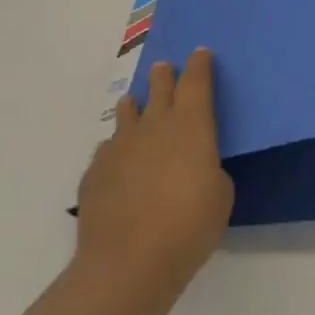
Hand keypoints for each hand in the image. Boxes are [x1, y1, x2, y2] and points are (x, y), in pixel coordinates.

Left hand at [76, 48, 234, 290]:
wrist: (129, 261)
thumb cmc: (191, 224)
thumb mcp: (220, 193)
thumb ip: (208, 168)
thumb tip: (192, 164)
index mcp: (191, 127)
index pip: (197, 84)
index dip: (200, 66)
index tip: (201, 53)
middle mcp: (153, 128)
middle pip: (159, 91)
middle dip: (165, 76)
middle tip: (164, 66)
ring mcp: (119, 148)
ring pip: (127, 114)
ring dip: (135, 105)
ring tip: (136, 103)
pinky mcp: (94, 173)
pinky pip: (109, 149)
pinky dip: (118, 146)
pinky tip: (120, 158)